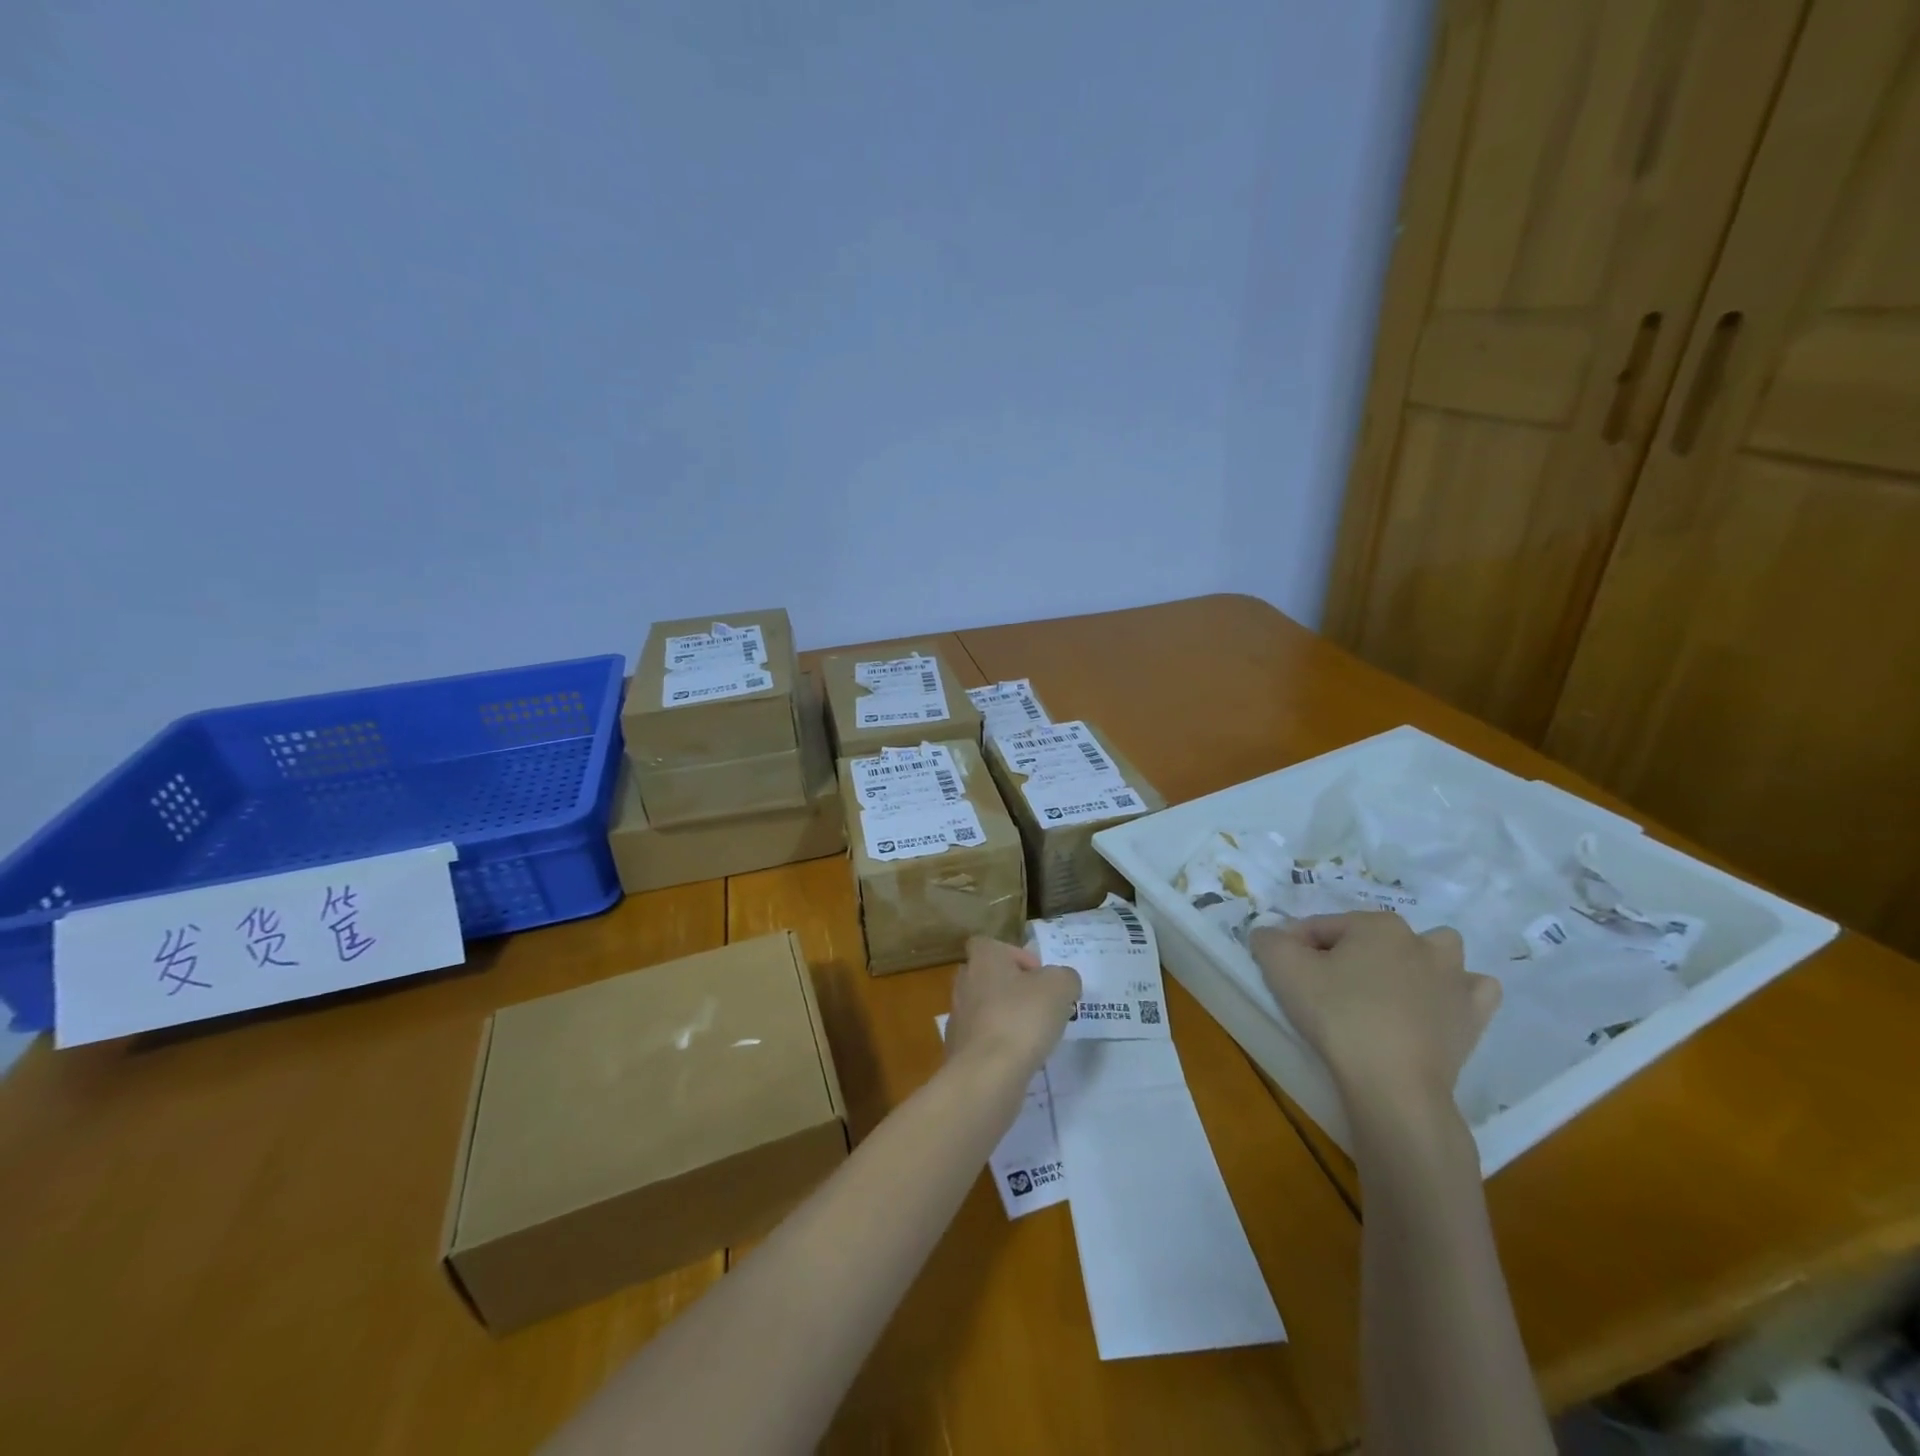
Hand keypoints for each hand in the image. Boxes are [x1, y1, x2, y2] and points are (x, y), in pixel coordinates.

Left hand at [946, 936, 1080, 1075]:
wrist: (986, 1074)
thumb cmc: (1022, 1018)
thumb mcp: (1060, 987)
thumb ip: (1065, 978)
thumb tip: (1063, 983)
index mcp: (983, 958)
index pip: (992, 944)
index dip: (1017, 956)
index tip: (1039, 977)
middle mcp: (964, 982)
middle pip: (988, 976)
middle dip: (1013, 989)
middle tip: (1040, 1006)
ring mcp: (958, 1017)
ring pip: (985, 1009)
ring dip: (1007, 1018)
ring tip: (1034, 1036)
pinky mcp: (957, 1050)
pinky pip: (982, 1039)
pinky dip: (999, 1046)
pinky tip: (1019, 1059)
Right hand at [1250, 912, 1499, 1109]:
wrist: (1392, 1083)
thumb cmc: (1337, 1015)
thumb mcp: (1282, 969)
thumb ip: (1269, 940)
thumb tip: (1268, 934)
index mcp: (1376, 925)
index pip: (1322, 926)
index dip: (1295, 946)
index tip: (1282, 972)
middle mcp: (1421, 942)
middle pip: (1373, 938)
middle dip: (1351, 953)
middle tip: (1327, 985)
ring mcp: (1454, 979)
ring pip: (1435, 953)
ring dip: (1414, 962)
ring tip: (1386, 989)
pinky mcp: (1473, 1017)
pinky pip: (1473, 992)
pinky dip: (1456, 994)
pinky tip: (1435, 1007)